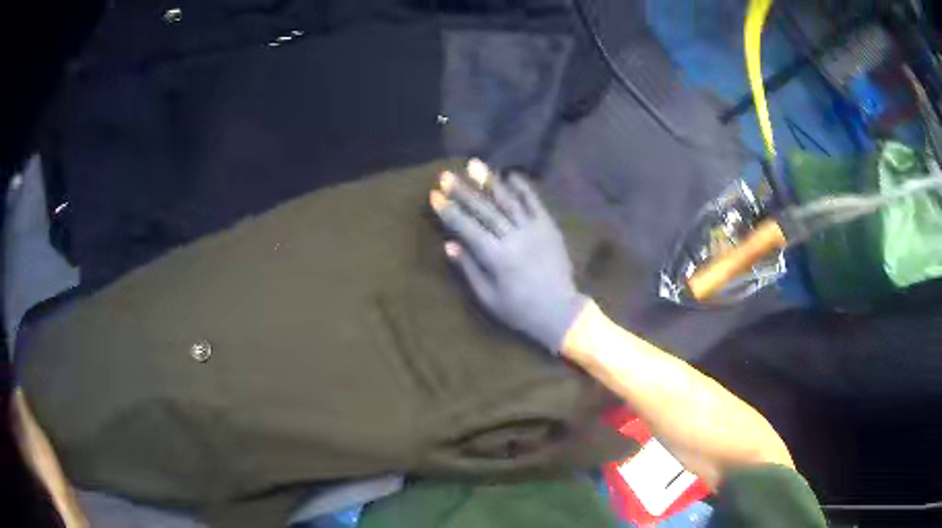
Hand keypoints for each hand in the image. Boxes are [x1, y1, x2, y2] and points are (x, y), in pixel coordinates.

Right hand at [430, 159, 586, 352]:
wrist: (560, 311)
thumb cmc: (519, 310)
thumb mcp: (488, 297)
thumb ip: (469, 268)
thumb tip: (449, 244)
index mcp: (497, 257)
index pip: (467, 228)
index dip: (449, 211)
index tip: (435, 196)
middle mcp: (514, 238)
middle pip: (484, 210)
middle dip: (463, 191)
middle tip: (446, 175)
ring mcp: (534, 230)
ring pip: (508, 201)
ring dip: (490, 182)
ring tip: (474, 164)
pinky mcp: (549, 227)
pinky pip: (535, 203)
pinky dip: (523, 188)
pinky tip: (511, 175)